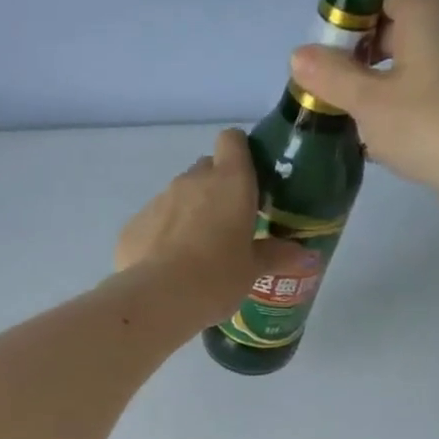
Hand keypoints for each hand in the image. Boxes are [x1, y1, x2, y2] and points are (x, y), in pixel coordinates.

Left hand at [115, 128, 278, 326]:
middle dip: (215, 189)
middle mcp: (192, 181)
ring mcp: (158, 200)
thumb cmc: (217, 278)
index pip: (232, 140)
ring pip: (177, 196)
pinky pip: (153, 222)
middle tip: (226, 225)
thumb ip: (275, 255)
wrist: (158, 299)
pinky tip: (166, 267)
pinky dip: (161, 236)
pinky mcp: (133, 224)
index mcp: (230, 182)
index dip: (239, 154)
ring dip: (187, 214)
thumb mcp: (252, 270)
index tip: (247, 179)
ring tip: (194, 253)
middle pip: (205, 169)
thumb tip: (305, 253)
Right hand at [289, 0, 438, 205]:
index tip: (331, 44)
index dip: (354, 7)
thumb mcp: (367, 103)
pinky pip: (434, 78)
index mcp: (429, 9)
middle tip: (335, 81)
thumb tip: (300, 55)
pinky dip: (408, 93)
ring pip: (418, 51)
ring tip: (357, 109)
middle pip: (402, 17)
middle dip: (364, 46)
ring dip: (385, 74)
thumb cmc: (427, 124)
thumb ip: (331, 76)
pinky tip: (389, 128)